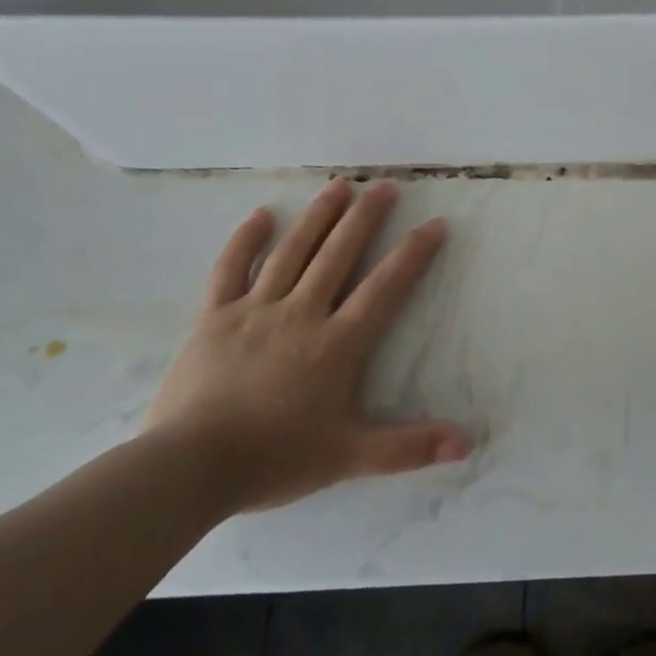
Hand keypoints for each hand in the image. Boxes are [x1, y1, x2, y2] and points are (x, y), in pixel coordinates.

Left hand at [144, 179, 471, 513]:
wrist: (187, 470)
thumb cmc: (275, 459)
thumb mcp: (349, 457)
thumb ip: (409, 448)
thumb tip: (467, 445)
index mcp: (337, 343)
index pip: (385, 287)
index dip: (413, 253)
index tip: (435, 224)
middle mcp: (301, 313)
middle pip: (339, 254)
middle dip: (366, 217)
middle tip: (385, 185)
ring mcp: (255, 311)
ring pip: (292, 252)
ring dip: (318, 216)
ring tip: (339, 185)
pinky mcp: (214, 317)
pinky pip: (230, 269)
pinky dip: (245, 241)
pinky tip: (261, 215)